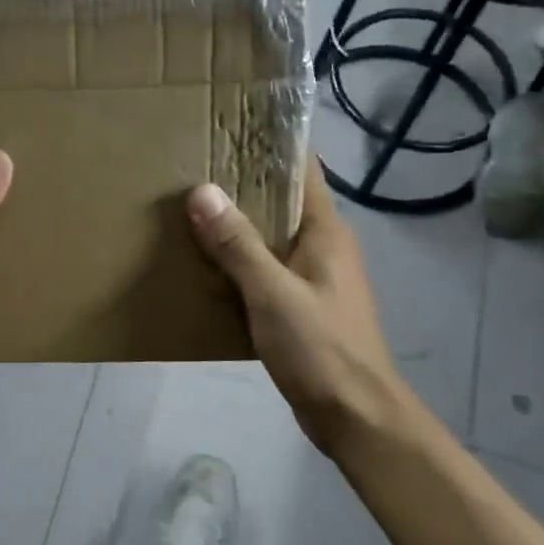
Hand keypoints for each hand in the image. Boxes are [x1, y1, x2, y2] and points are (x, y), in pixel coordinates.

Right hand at [187, 172, 422, 458]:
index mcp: (326, 231)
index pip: (303, 169)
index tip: (228, 128)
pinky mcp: (301, 306)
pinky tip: (204, 266)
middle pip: (281, 200)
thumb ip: (237, 244)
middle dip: (241, 184)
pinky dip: (237, 262)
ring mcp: (313, 277)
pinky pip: (264, 270)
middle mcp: (323, 246)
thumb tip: (201, 191)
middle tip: (191, 168)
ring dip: (236, 225)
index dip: (270, 145)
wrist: (355, 416)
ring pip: (269, 237)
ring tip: (188, 211)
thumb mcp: (272, 294)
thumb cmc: (321, 349)